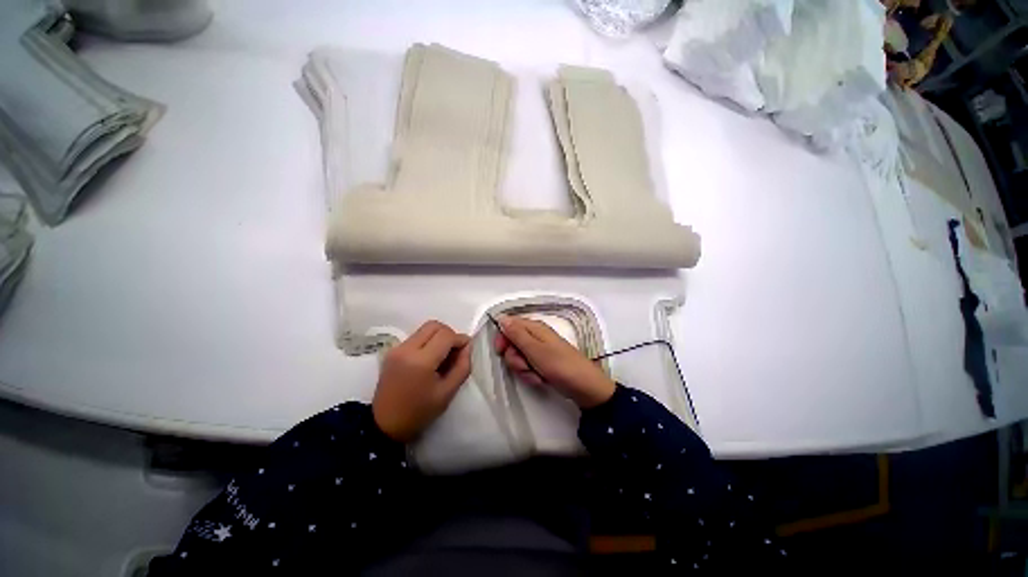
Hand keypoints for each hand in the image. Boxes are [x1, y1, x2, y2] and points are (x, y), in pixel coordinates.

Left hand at [373, 320, 471, 441]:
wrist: (384, 425)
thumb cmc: (419, 412)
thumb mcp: (447, 393)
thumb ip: (462, 367)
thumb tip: (467, 347)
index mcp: (421, 361)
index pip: (446, 336)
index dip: (461, 339)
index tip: (466, 351)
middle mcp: (407, 349)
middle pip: (434, 325)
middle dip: (449, 334)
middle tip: (454, 351)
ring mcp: (397, 348)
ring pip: (425, 329)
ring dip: (439, 337)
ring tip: (443, 356)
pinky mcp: (392, 351)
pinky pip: (416, 337)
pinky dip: (428, 341)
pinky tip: (430, 359)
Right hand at [494, 316, 615, 408]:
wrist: (583, 386)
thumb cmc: (559, 365)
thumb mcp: (534, 349)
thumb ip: (516, 333)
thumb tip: (501, 317)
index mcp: (534, 328)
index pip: (509, 325)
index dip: (502, 338)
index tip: (501, 351)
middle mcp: (535, 336)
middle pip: (512, 343)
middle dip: (514, 358)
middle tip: (524, 366)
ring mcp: (539, 350)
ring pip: (518, 357)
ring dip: (523, 369)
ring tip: (536, 375)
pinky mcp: (542, 363)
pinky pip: (527, 366)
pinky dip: (530, 374)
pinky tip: (540, 379)